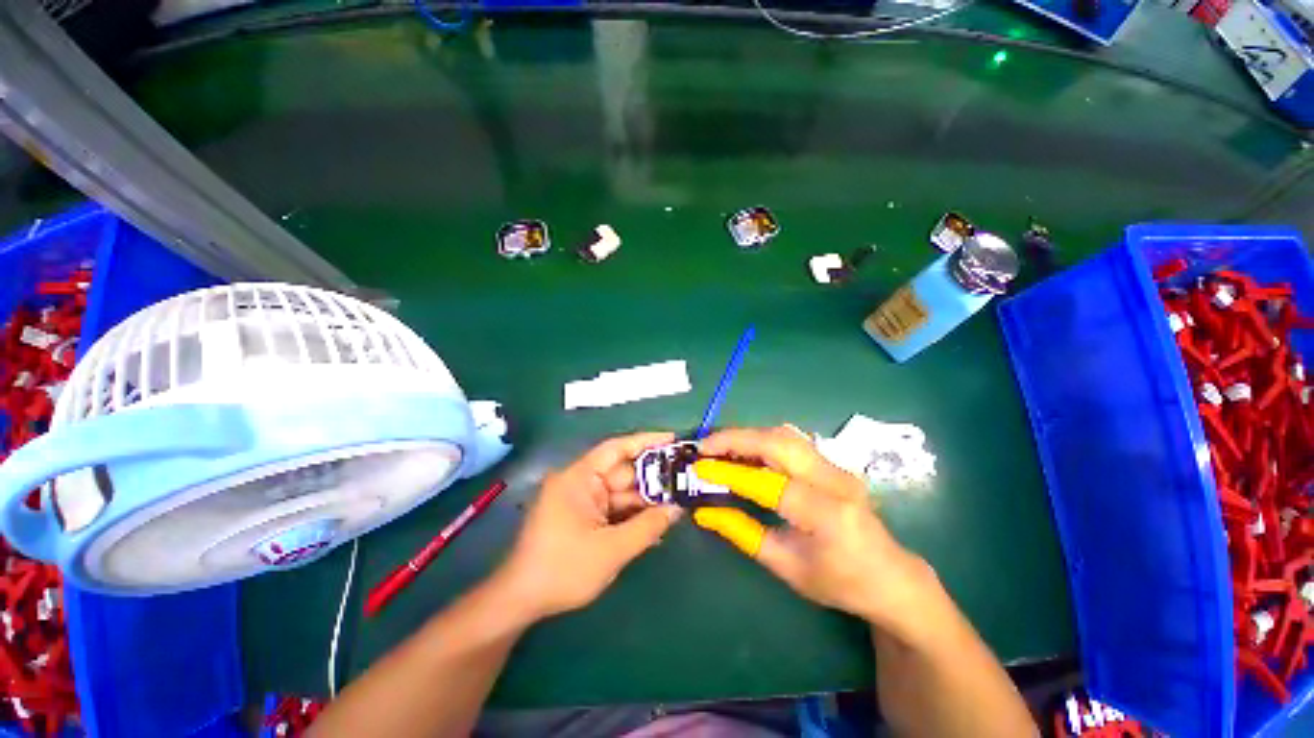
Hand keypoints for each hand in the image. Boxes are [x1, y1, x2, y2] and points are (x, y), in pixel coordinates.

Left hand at [493, 432, 681, 621]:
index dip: (645, 441)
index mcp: (579, 478)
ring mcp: (581, 500)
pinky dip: (632, 515)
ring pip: (621, 493)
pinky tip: (655, 524)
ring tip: (677, 504)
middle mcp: (580, 482)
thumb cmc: (563, 570)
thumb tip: (677, 508)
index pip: (616, 448)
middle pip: (623, 473)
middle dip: (652, 479)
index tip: (673, 439)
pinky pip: (613, 509)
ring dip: (645, 501)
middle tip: (684, 481)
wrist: (521, 601)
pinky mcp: (582, 517)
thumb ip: (647, 526)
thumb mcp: (611, 550)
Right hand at [692, 426, 938, 635]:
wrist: (890, 576)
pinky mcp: (833, 462)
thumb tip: (704, 511)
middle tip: (704, 446)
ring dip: (748, 435)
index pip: (769, 483)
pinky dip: (761, 440)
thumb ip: (742, 533)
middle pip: (779, 442)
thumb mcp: (786, 566)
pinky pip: (791, 441)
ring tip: (719, 446)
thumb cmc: (839, 582)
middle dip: (736, 438)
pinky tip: (744, 450)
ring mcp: (837, 466)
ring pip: (785, 434)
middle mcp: (835, 480)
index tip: (699, 467)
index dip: (729, 472)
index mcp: (826, 515)